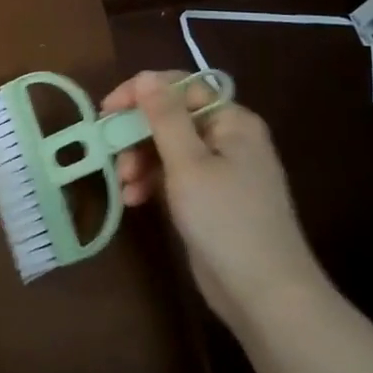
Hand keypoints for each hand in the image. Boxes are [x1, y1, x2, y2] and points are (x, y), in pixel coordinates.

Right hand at [103, 71, 326, 327]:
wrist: (265, 295)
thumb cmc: (226, 220)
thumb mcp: (188, 163)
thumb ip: (164, 117)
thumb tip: (146, 76)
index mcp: (232, 121)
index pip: (180, 87)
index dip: (141, 93)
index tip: (107, 110)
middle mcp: (229, 139)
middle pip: (171, 118)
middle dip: (137, 134)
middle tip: (111, 153)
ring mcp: (221, 171)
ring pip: (168, 148)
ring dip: (140, 161)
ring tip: (125, 185)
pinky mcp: (211, 200)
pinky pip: (174, 176)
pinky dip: (152, 183)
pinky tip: (134, 200)